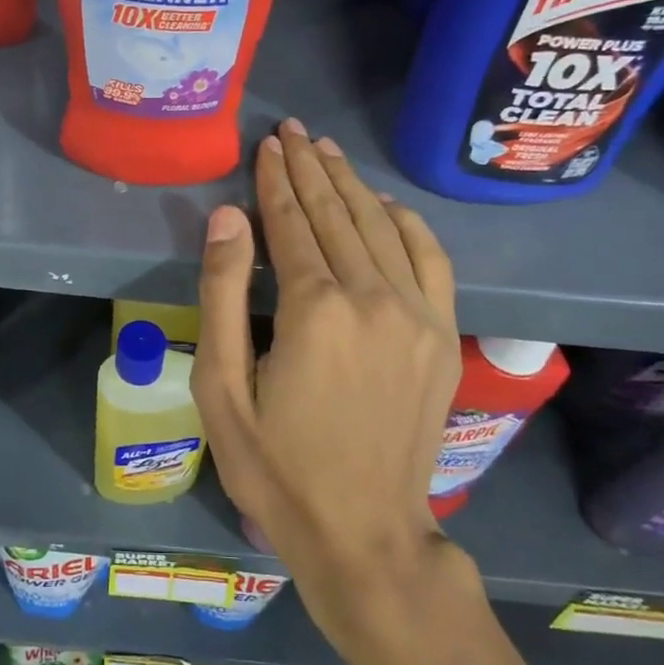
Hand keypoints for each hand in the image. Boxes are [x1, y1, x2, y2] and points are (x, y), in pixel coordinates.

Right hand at [194, 119, 479, 661]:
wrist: (364, 532)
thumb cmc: (276, 468)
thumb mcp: (222, 389)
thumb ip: (222, 295)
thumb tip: (228, 217)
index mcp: (315, 310)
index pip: (291, 224)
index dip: (275, 182)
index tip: (265, 146)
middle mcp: (373, 298)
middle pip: (336, 215)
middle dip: (309, 169)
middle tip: (292, 132)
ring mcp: (417, 314)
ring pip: (380, 228)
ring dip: (350, 185)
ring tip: (325, 152)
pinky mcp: (442, 335)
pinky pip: (430, 258)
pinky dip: (406, 223)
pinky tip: (385, 203)